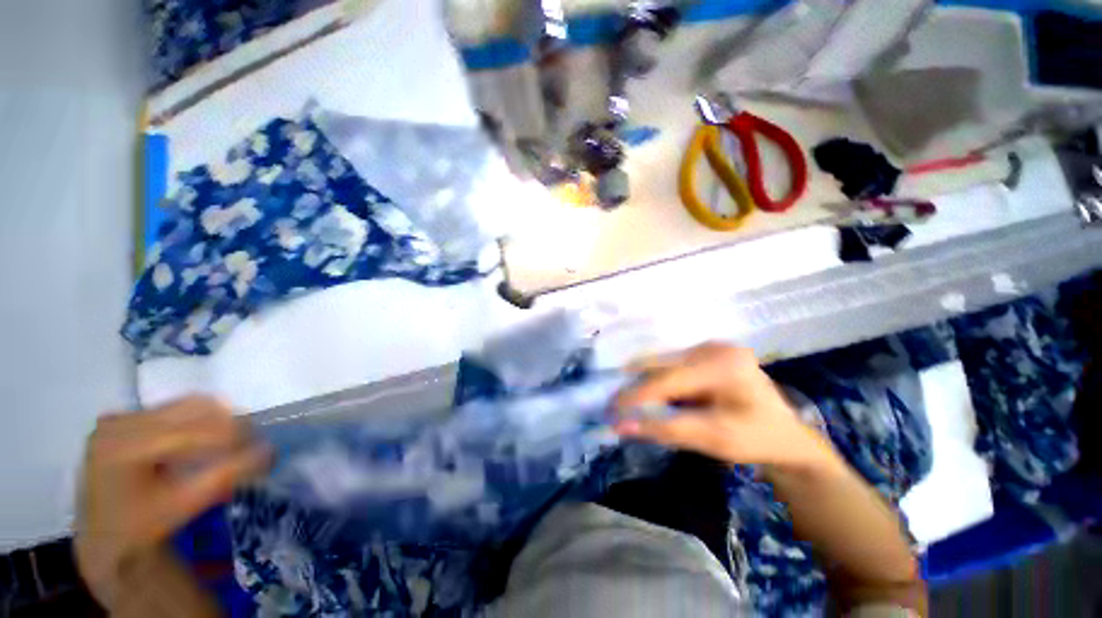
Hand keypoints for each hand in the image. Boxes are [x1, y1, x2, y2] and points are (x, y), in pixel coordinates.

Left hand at [75, 396, 271, 609]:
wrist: (102, 538)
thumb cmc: (142, 528)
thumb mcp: (184, 505)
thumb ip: (226, 476)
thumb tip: (269, 451)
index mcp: (126, 447)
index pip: (193, 431)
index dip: (233, 437)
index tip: (264, 447)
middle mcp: (119, 424)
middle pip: (192, 409)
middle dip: (229, 424)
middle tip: (252, 443)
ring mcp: (118, 418)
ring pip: (186, 404)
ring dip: (217, 420)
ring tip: (231, 442)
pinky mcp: (122, 418)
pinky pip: (172, 409)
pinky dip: (197, 420)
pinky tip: (202, 440)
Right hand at [614, 343, 836, 470]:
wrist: (787, 438)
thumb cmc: (755, 441)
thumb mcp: (710, 439)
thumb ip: (664, 429)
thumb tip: (621, 425)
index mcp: (722, 366)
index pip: (667, 379)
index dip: (636, 395)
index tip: (611, 408)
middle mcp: (715, 348)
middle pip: (664, 365)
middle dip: (637, 385)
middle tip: (615, 403)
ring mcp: (712, 347)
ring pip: (666, 363)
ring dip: (648, 382)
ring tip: (632, 401)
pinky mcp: (709, 352)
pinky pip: (674, 364)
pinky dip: (662, 381)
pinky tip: (656, 395)